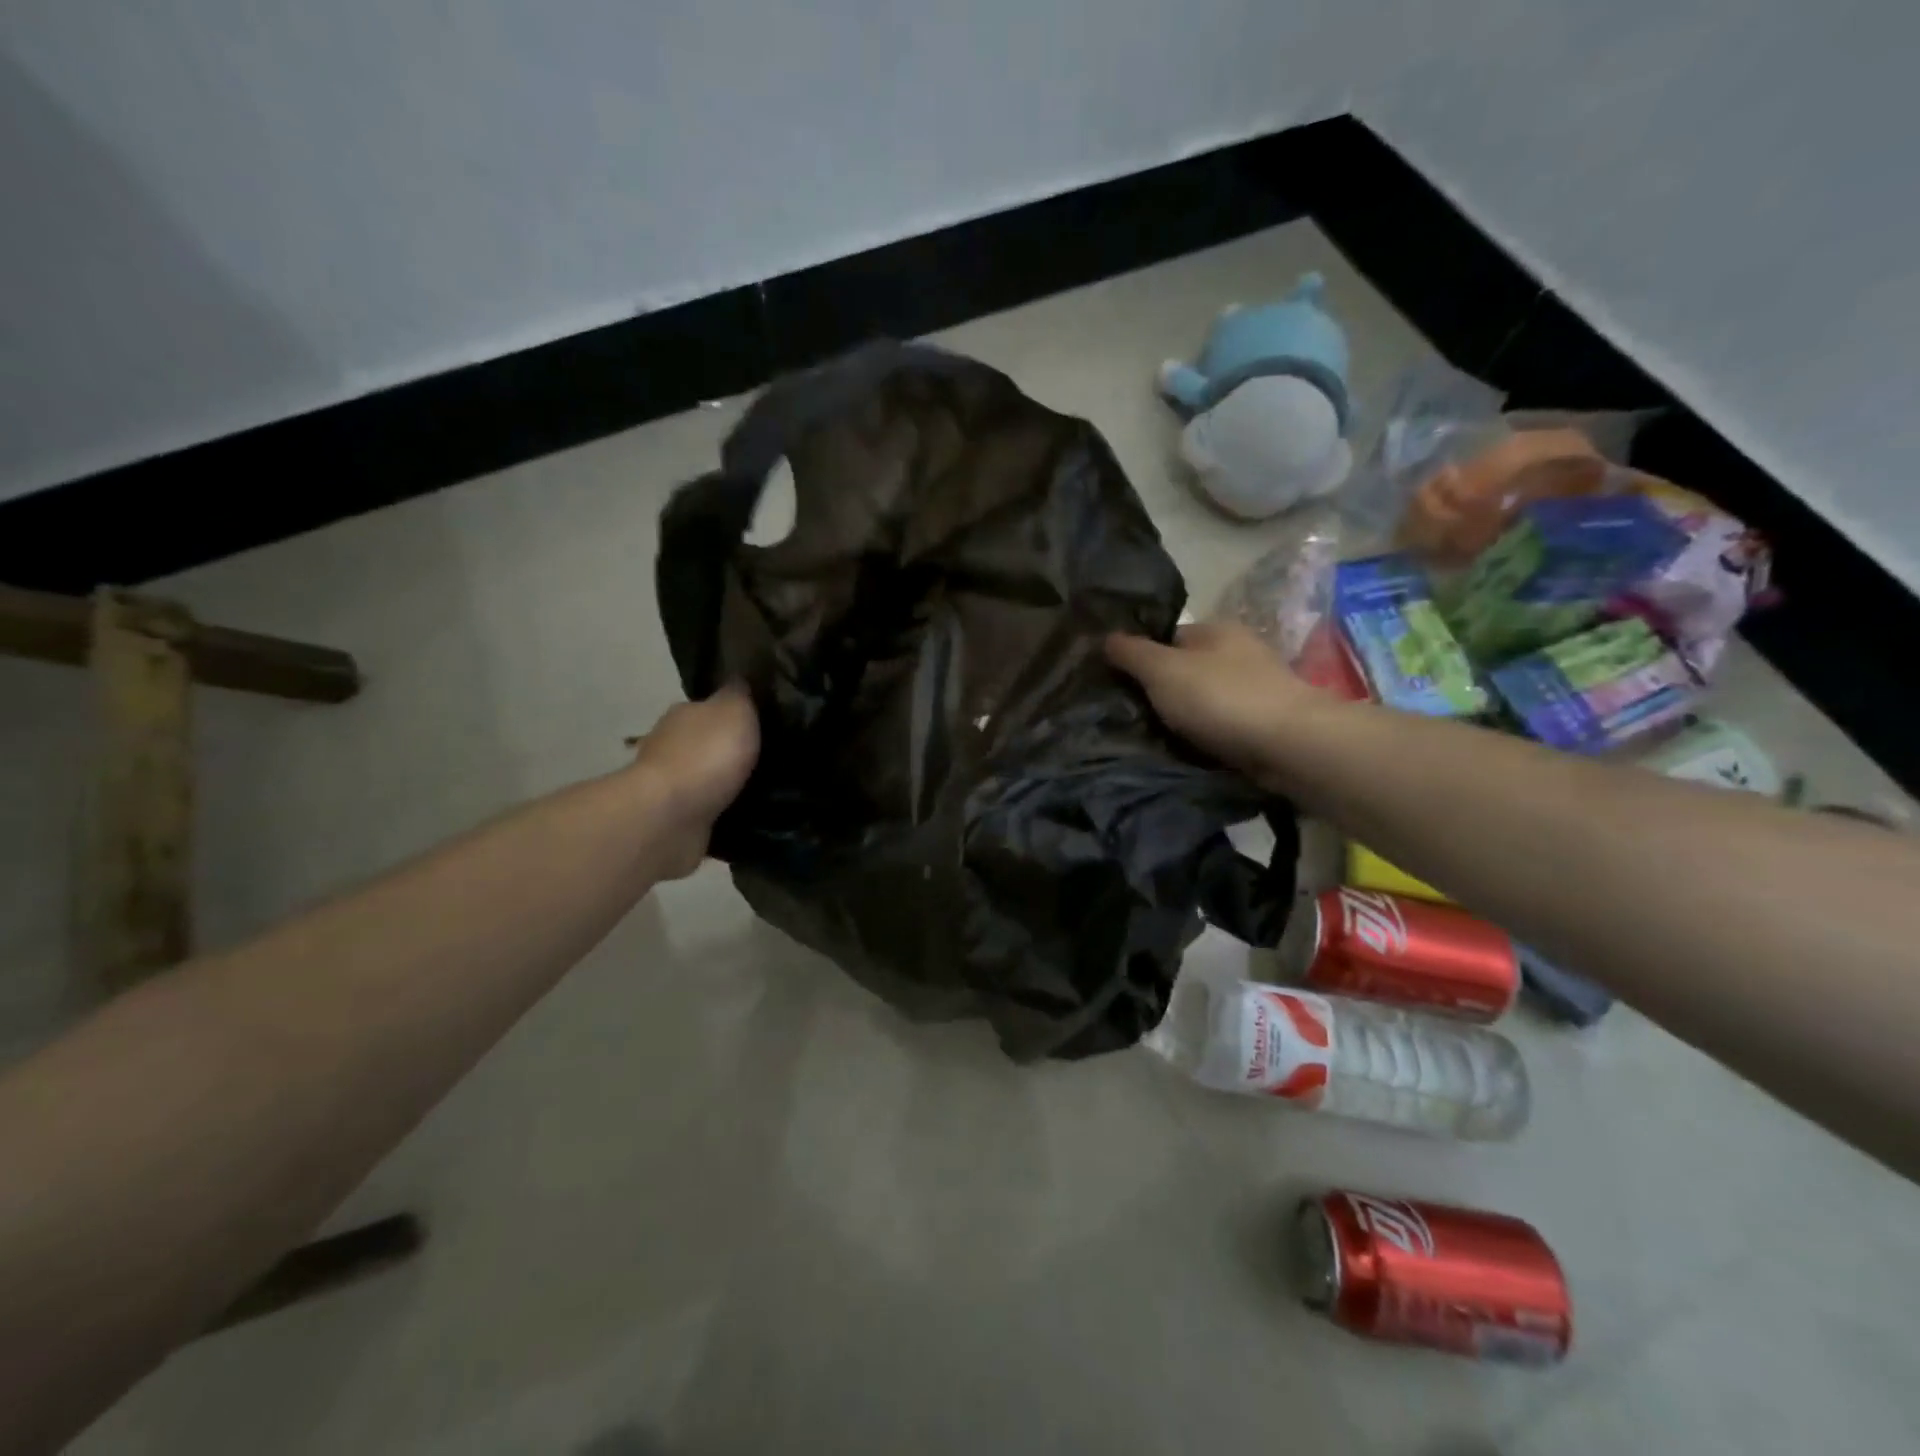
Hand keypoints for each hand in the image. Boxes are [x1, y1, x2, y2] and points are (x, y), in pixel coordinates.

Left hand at [630, 685, 760, 878]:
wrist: (670, 816)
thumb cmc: (706, 755)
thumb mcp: (735, 710)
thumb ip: (740, 694)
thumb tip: (741, 678)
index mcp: (683, 714)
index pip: (711, 707)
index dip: (736, 713)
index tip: (762, 723)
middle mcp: (670, 745)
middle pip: (706, 742)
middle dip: (731, 750)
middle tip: (769, 758)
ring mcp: (670, 784)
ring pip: (706, 778)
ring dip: (726, 783)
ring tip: (764, 789)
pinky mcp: (675, 819)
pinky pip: (707, 810)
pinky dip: (721, 811)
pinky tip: (746, 814)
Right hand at [1105, 622, 1334, 786]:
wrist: (1288, 744)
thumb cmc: (1220, 697)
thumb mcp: (1162, 670)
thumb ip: (1131, 653)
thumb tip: (1105, 637)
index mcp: (1216, 630)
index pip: (1167, 637)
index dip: (1140, 657)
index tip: (1118, 684)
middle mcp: (1239, 652)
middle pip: (1186, 670)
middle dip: (1162, 691)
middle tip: (1132, 716)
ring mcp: (1256, 688)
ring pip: (1204, 699)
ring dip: (1184, 716)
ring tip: (1155, 738)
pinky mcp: (1266, 722)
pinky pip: (1222, 725)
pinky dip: (1206, 735)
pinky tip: (1189, 750)